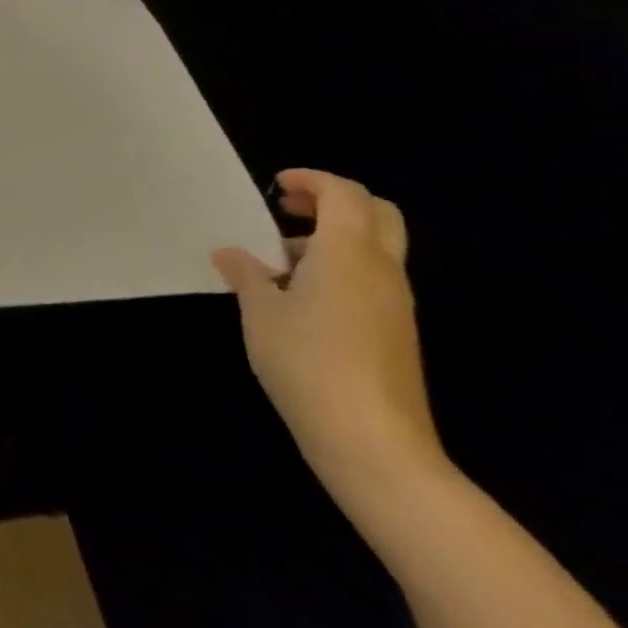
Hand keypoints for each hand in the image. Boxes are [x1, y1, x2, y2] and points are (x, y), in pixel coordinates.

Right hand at [212, 169, 445, 503]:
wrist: (375, 447)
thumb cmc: (309, 363)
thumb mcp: (260, 312)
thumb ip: (246, 274)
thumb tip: (231, 255)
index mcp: (349, 254)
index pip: (345, 194)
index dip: (311, 180)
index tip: (276, 188)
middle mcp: (382, 272)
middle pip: (377, 214)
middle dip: (334, 201)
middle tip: (289, 210)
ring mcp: (395, 306)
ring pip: (376, 248)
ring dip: (334, 238)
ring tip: (281, 260)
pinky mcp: (396, 335)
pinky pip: (373, 280)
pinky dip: (341, 269)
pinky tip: (300, 300)